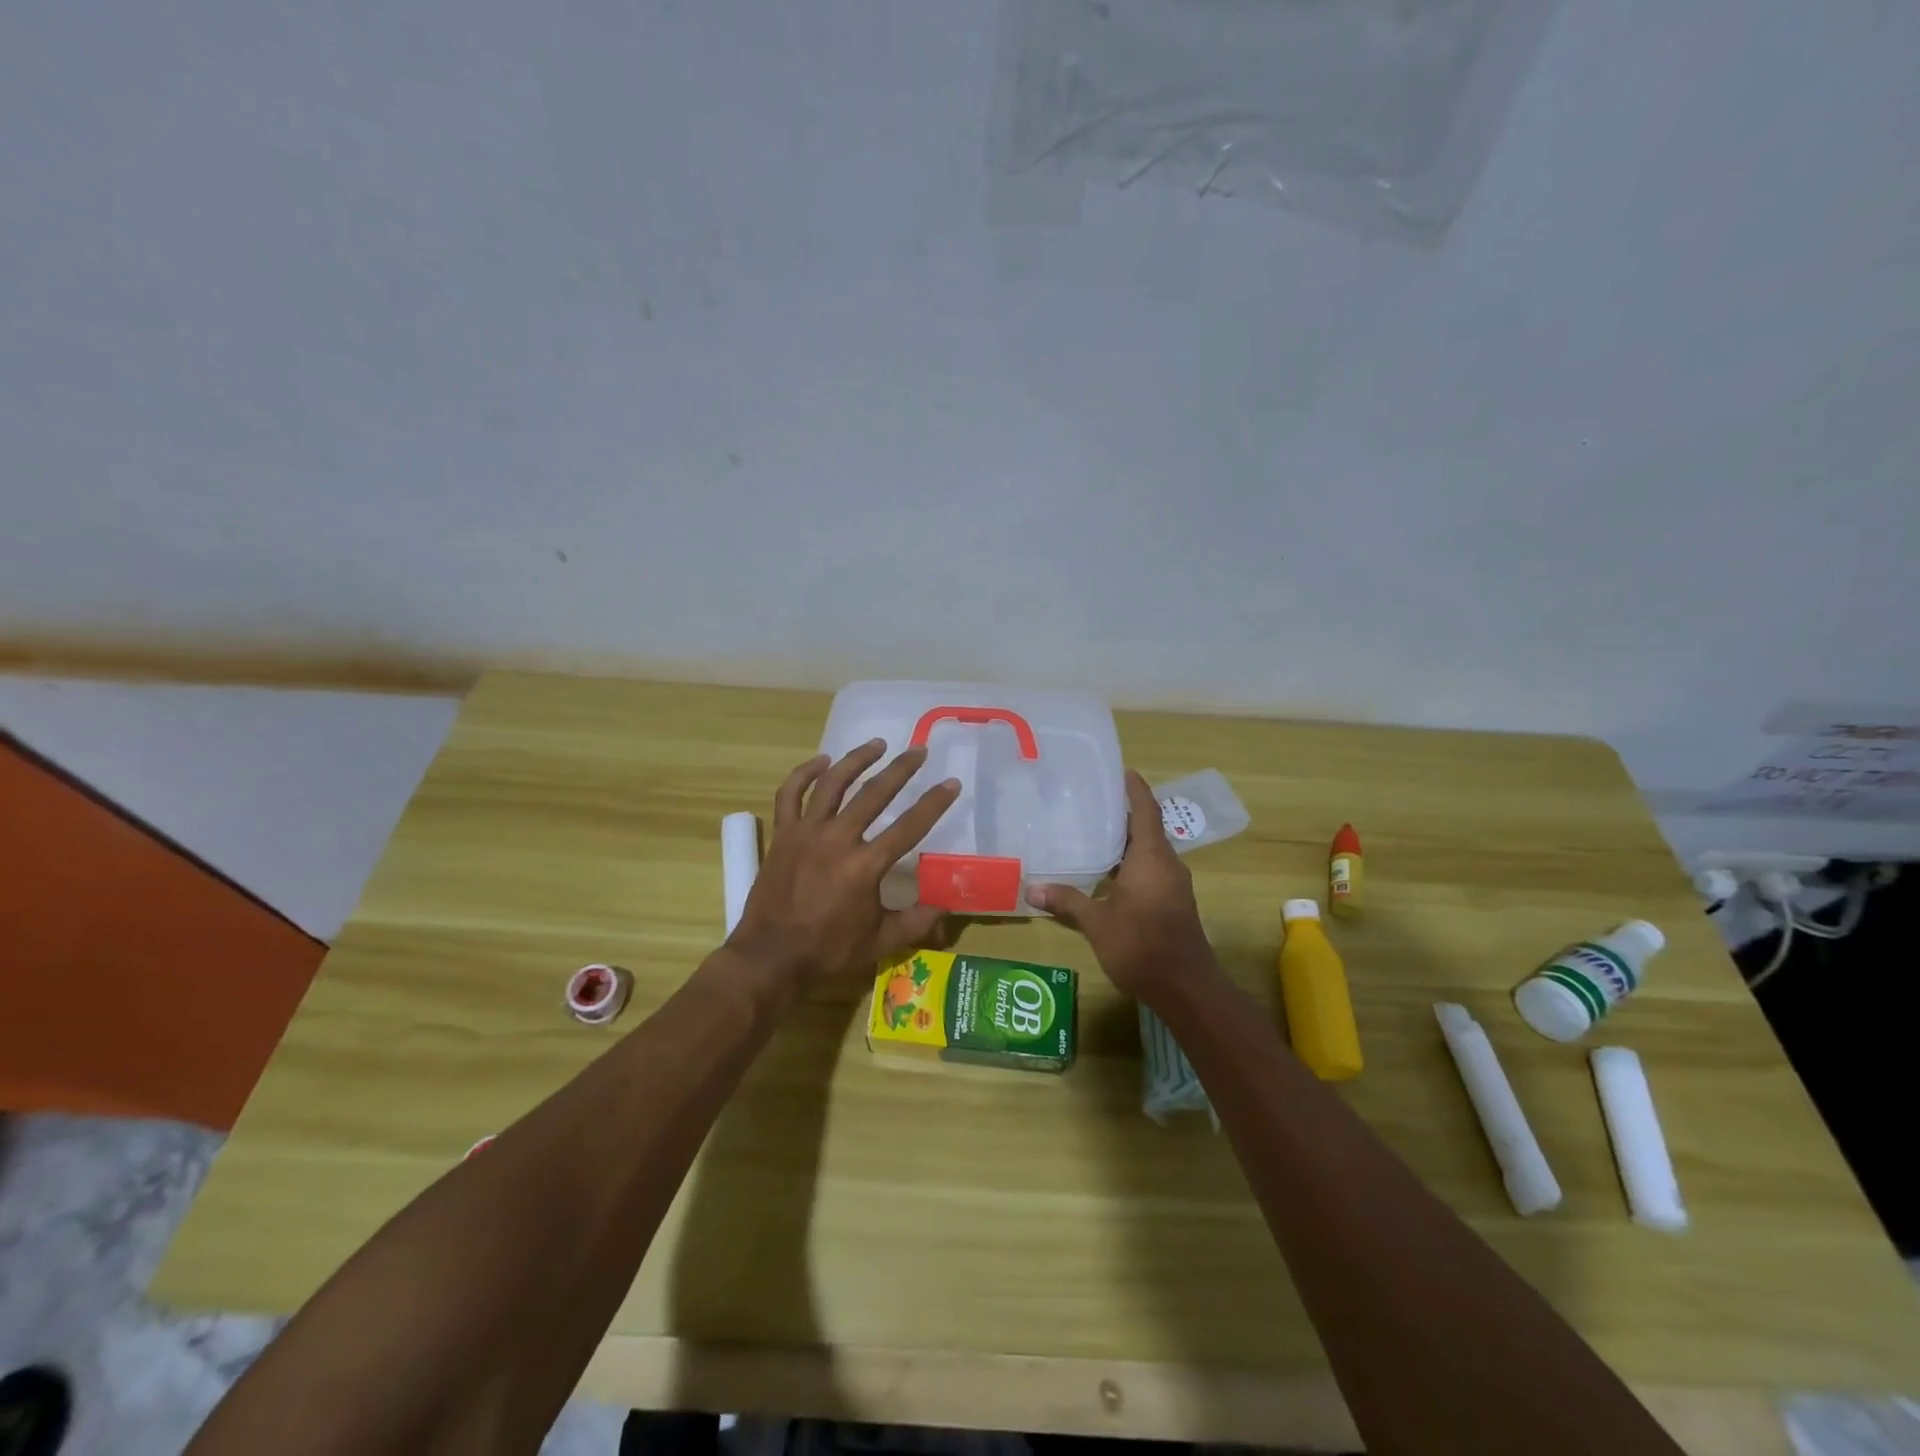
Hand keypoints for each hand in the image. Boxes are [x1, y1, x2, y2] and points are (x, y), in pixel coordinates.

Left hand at [727, 740, 961, 993]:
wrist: (770, 956)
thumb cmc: (828, 950)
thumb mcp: (880, 942)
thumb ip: (917, 921)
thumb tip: (947, 905)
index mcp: (865, 866)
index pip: (909, 826)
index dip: (934, 803)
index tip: (951, 783)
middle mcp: (837, 839)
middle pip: (874, 793)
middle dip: (901, 769)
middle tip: (918, 751)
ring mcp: (806, 833)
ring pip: (833, 783)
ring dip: (857, 759)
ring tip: (877, 744)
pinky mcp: (783, 834)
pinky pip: (790, 793)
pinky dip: (805, 773)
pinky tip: (822, 761)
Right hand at [1028, 770, 1213, 1004]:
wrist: (1187, 988)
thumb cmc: (1142, 946)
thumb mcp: (1098, 923)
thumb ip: (1068, 902)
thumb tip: (1032, 888)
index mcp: (1151, 858)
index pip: (1145, 811)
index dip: (1135, 789)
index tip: (1121, 770)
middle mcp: (1166, 864)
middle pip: (1146, 828)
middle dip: (1122, 813)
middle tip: (1090, 800)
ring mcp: (1172, 884)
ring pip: (1148, 851)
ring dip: (1125, 839)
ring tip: (1091, 830)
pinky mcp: (1171, 902)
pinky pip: (1150, 869)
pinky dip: (1129, 861)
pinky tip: (1105, 870)